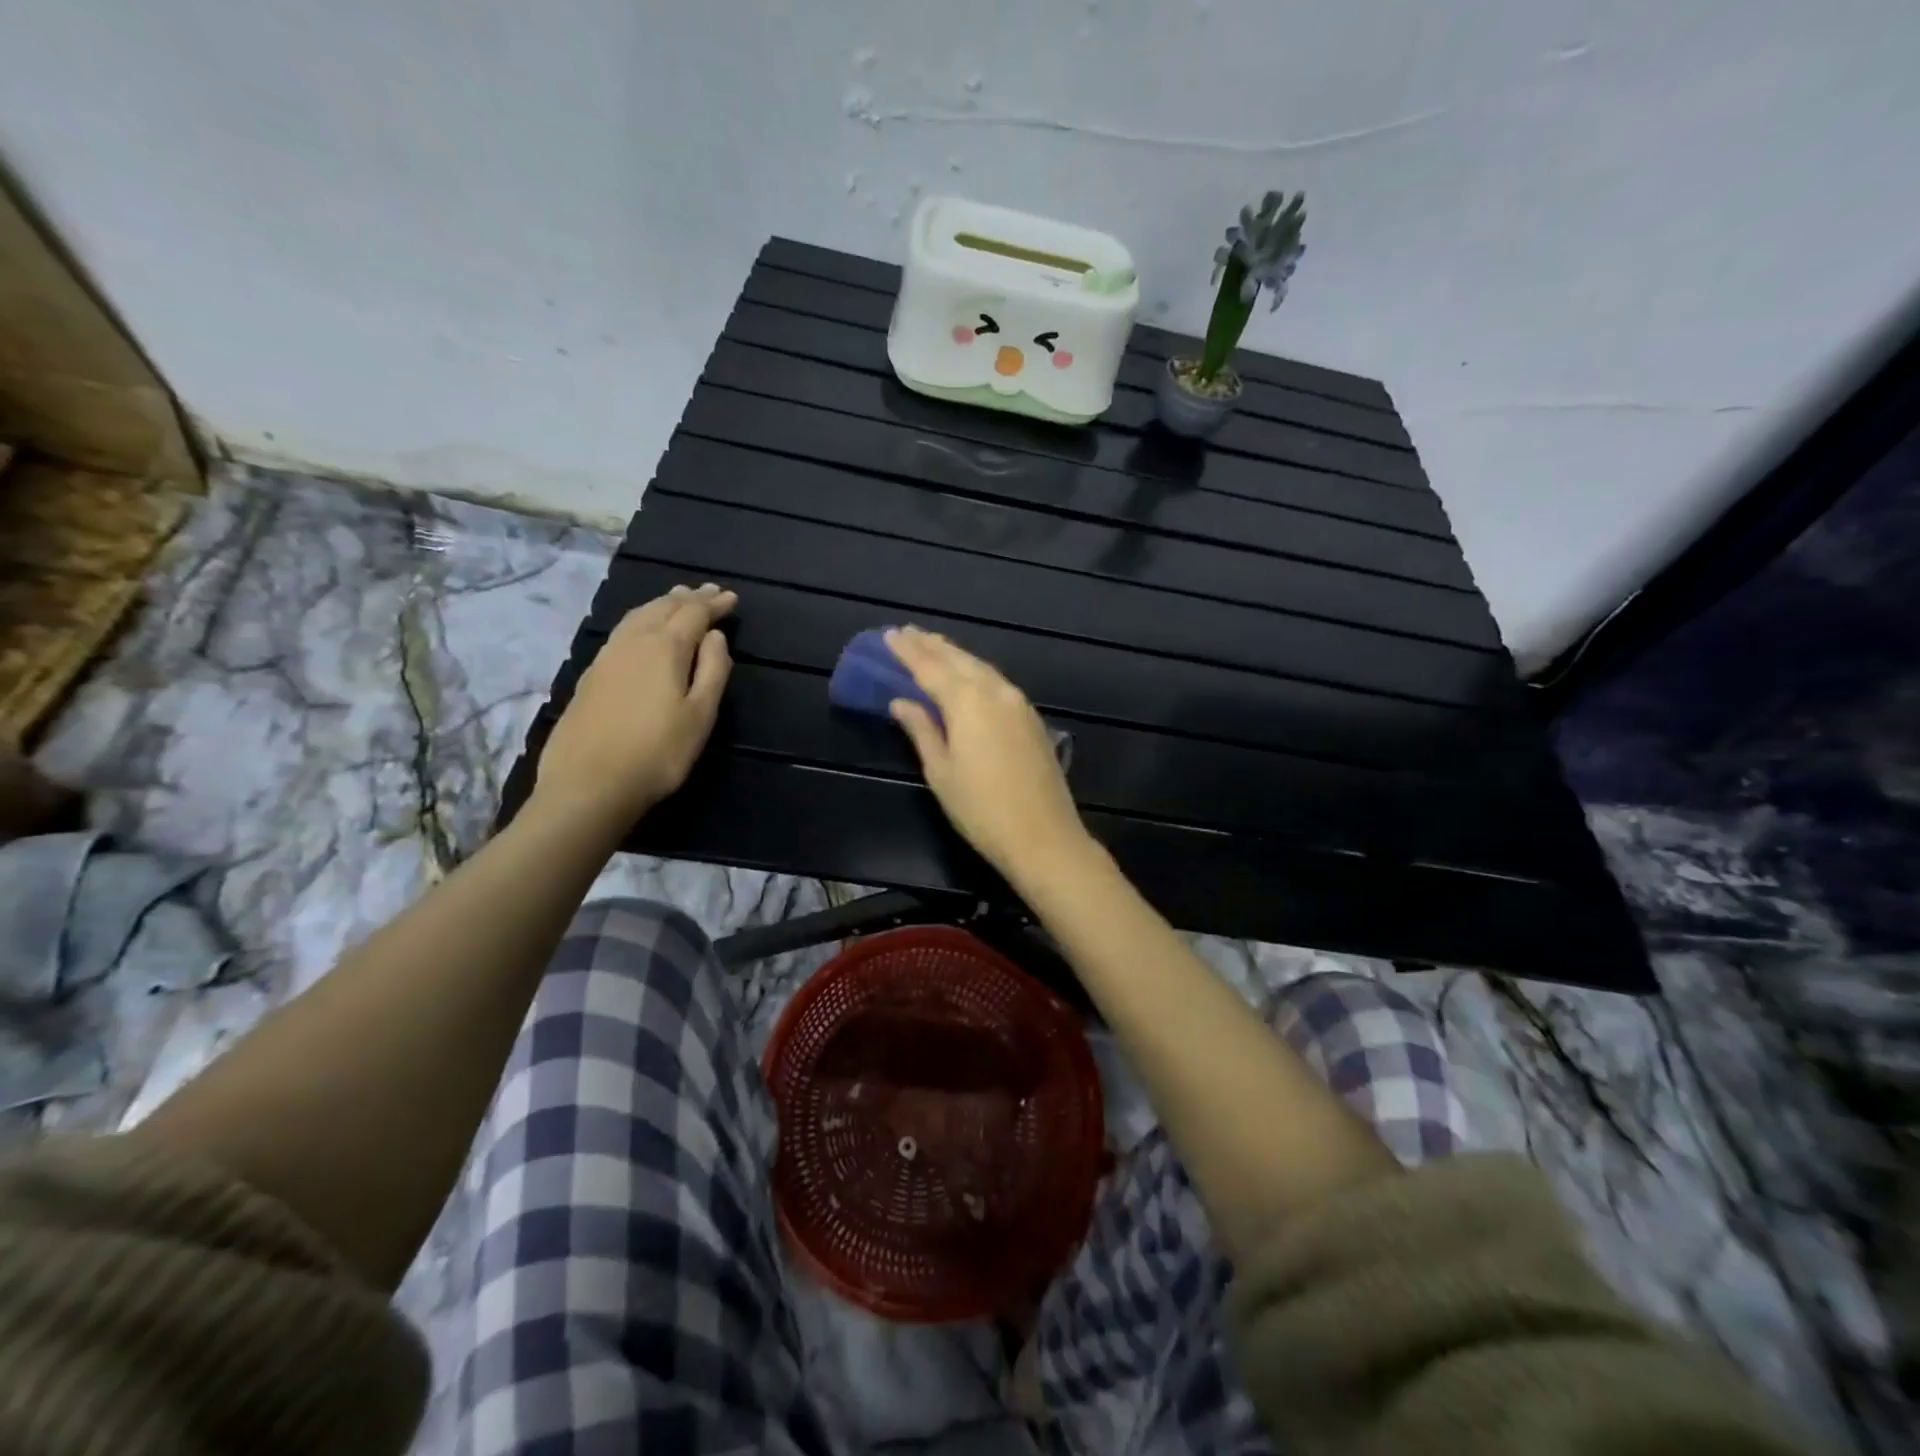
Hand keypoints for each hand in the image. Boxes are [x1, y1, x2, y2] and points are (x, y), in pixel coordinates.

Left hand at [536, 584, 735, 828]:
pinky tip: (642, 628)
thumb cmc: (658, 752)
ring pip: (638, 615)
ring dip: (662, 603)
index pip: (694, 614)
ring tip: (677, 598)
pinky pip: (622, 631)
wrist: (589, 783)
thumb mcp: (700, 715)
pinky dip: (641, 619)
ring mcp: (607, 656)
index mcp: (665, 648)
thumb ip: (712, 670)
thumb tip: (715, 636)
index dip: (714, 604)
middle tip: (708, 591)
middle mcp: (633, 642)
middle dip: (689, 597)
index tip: (732, 598)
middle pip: (663, 608)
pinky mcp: (591, 674)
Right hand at [886, 626, 1091, 883]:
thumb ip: (921, 730)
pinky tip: (968, 676)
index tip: (889, 635)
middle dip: (931, 645)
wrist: (1043, 837)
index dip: (908, 651)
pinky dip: (976, 673)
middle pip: (959, 660)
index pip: (930, 667)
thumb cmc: (981, 809)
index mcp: (968, 701)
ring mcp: (1019, 704)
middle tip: (907, 633)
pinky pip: (997, 683)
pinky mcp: (1032, 719)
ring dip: (955, 656)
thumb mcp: (941, 772)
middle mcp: (996, 692)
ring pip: (981, 668)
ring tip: (933, 647)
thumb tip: (901, 702)